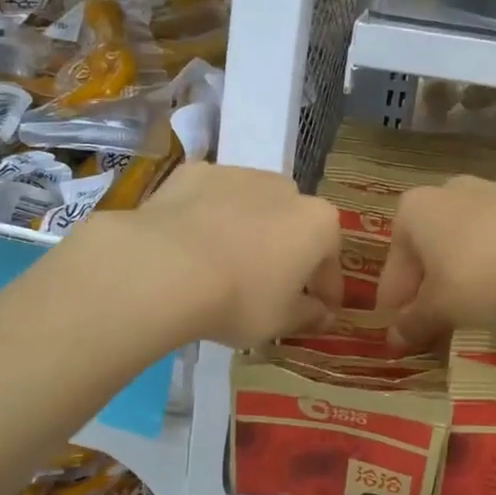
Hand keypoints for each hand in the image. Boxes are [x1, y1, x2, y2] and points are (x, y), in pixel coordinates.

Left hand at [97, 162, 341, 349]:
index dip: (325, 291)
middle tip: (268, 287)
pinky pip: (211, 199)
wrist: (164, 268)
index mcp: (317, 223)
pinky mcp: (194, 173)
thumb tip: (322, 314)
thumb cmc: (239, 299)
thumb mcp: (281, 321)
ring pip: (252, 206)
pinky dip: (208, 217)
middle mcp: (285, 188)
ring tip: (224, 264)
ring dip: (248, 230)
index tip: (316, 312)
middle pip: (293, 225)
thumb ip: (308, 315)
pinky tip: (191, 245)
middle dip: (286, 252)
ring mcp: (238, 174)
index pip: (331, 262)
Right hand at [374, 176, 495, 349]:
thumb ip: (413, 323)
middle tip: (439, 318)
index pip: (395, 263)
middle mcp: (452, 190)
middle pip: (433, 244)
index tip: (402, 330)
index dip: (396, 301)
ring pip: (473, 236)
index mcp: (416, 209)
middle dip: (432, 280)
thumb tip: (395, 339)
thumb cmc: (482, 277)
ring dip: (471, 267)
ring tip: (483, 305)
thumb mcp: (441, 309)